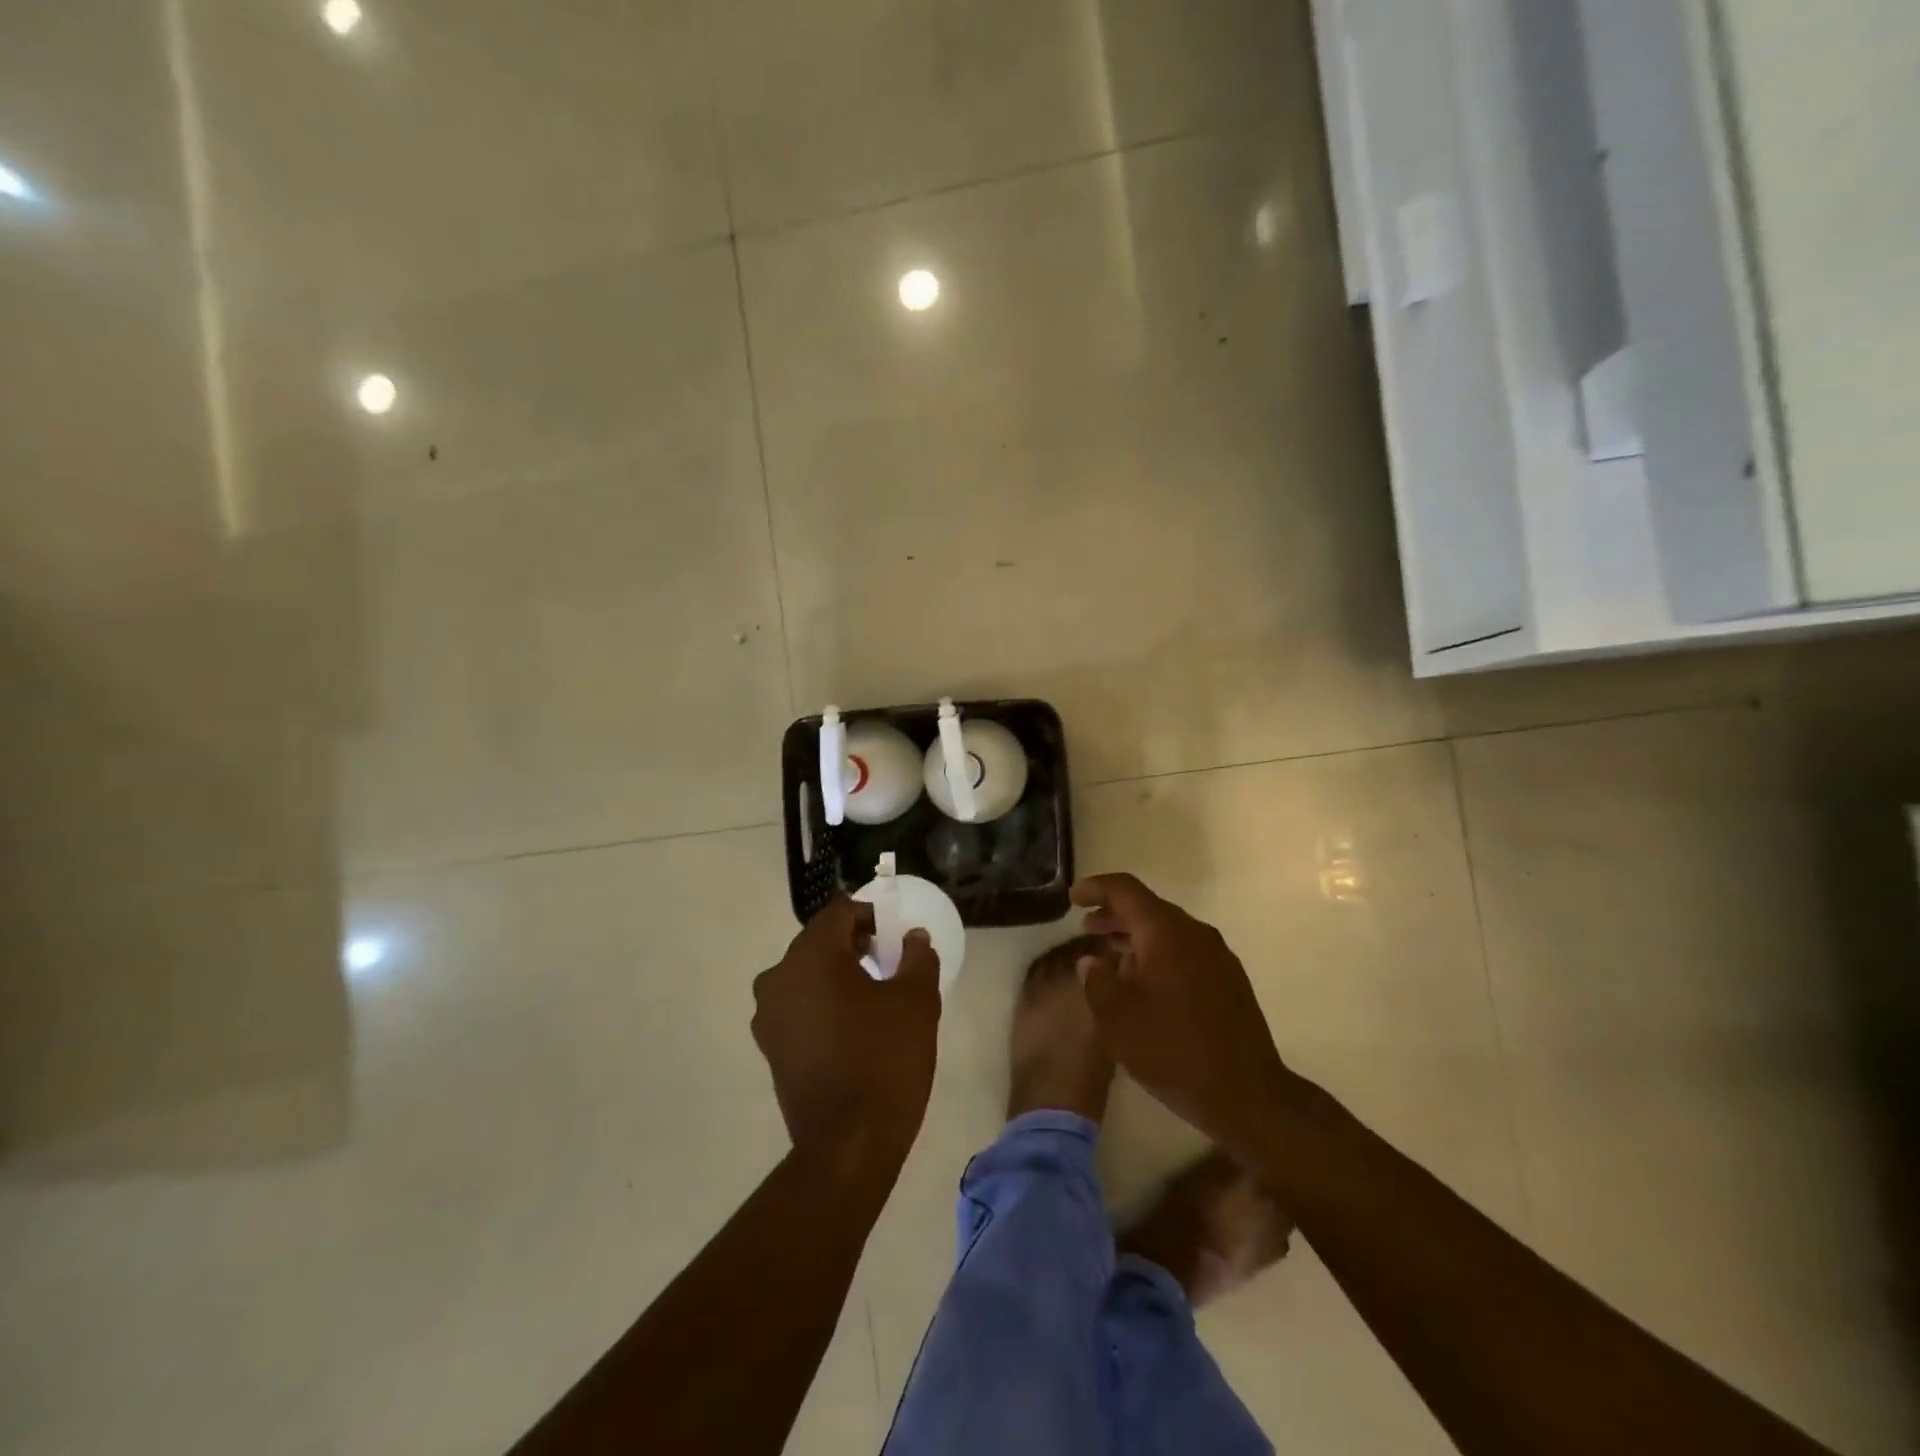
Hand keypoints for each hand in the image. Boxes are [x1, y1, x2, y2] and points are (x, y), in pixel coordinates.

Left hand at [752, 899, 941, 1170]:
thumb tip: (913, 937)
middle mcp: (778, 977)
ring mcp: (768, 1016)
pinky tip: (853, 1028)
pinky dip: (823, 1004)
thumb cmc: (885, 1059)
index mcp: (811, 956)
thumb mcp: (916, 1001)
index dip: (871, 915)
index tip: (896, 936)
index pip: (839, 912)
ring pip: (807, 975)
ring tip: (874, 997)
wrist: (848, 1145)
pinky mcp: (770, 1048)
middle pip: (819, 942)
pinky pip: (799, 1006)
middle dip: (855, 945)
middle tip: (891, 963)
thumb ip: (917, 957)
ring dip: (838, 975)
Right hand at [1072, 873, 1291, 1153]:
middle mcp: (1195, 933)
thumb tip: (1092, 962)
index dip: (1096, 887)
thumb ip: (1096, 981)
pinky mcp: (1229, 980)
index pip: (1126, 890)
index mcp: (1166, 932)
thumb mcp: (1117, 1018)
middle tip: (1087, 927)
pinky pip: (1185, 952)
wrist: (1247, 1094)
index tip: (1073, 898)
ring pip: (1168, 931)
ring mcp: (1217, 956)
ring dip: (1136, 937)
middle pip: (1148, 908)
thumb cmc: (1173, 1050)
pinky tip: (1145, 983)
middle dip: (1115, 914)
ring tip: (1110, 956)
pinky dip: (1158, 954)